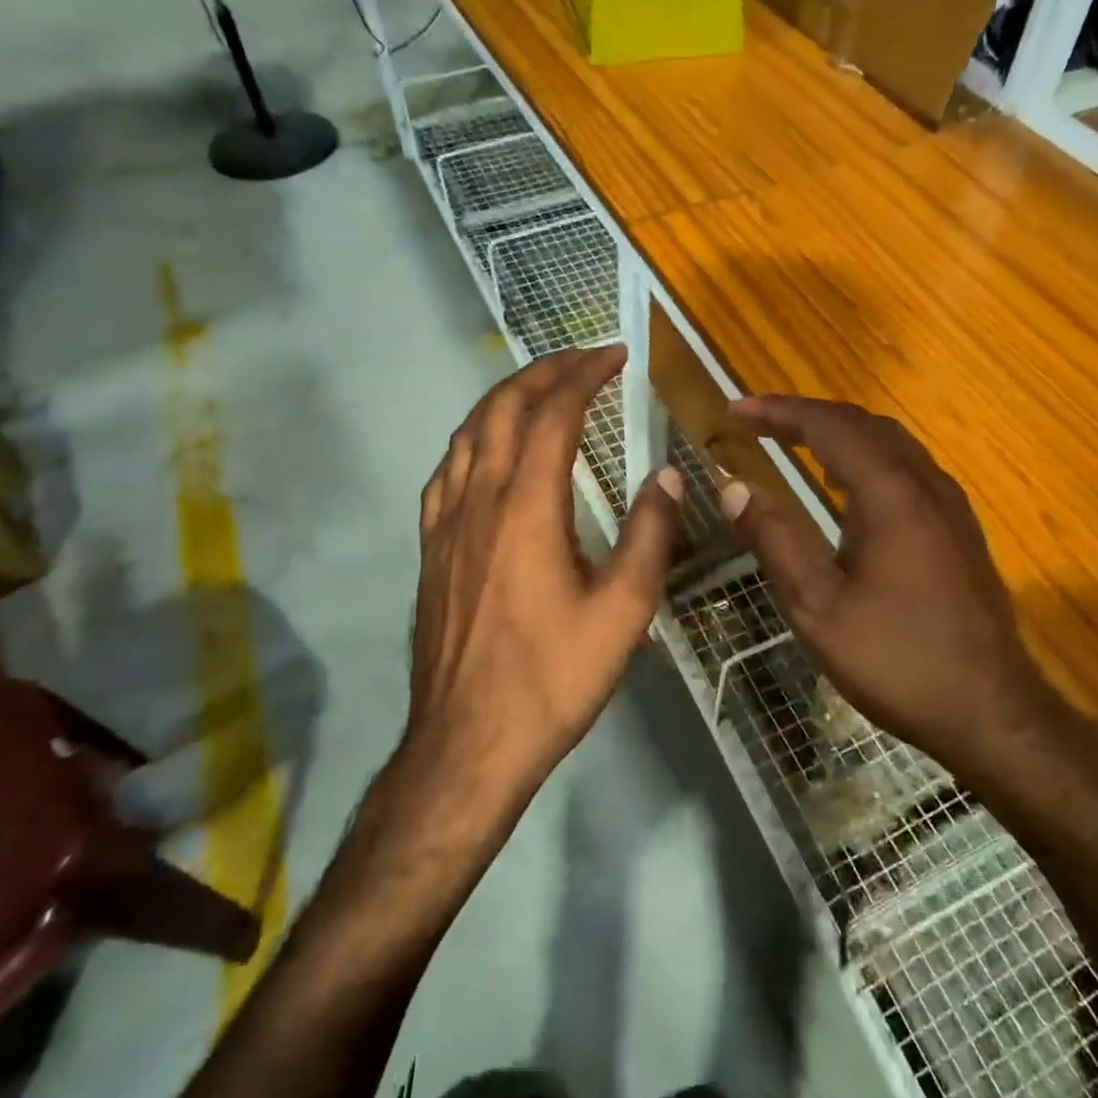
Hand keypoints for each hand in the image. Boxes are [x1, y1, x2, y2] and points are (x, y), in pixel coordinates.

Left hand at [408, 346, 682, 794]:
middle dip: (543, 371)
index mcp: (527, 507)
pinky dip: (474, 438)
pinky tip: (489, 451)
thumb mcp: (624, 612)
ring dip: (504, 398)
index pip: (553, 413)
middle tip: (582, 359)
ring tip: (540, 390)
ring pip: (467, 433)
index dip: (584, 374)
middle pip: (502, 408)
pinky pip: (447, 470)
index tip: (615, 354)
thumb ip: (650, 535)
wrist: (467, 743)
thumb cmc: (552, 679)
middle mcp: (479, 500)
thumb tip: (667, 476)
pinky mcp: (430, 548)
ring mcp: (445, 523)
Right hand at [720, 397, 1090, 808]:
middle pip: (861, 424)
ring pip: (889, 443)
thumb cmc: (897, 660)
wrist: (993, 713)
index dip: (778, 411)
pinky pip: (906, 467)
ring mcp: (950, 505)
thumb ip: (775, 540)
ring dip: (837, 433)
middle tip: (757, 423)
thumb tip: (734, 487)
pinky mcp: (960, 529)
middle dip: (805, 415)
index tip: (734, 411)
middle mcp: (925, 484)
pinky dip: (865, 457)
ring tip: (793, 442)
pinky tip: (846, 487)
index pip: (827, 425)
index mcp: (890, 494)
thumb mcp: (819, 607)